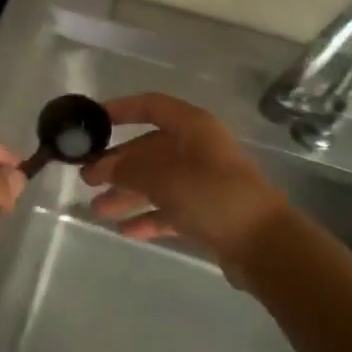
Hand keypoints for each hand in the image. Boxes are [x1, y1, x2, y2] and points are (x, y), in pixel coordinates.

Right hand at [81, 93, 290, 278]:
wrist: (264, 244)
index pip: (152, 107)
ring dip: (128, 193)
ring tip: (97, 209)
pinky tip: (125, 230)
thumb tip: (105, 166)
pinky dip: (148, 217)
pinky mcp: (208, 213)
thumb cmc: (212, 196)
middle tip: (86, 178)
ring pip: (158, 182)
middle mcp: (199, 150)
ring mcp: (205, 182)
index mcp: (193, 128)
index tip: (94, 120)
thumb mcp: (164, 177)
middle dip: (118, 164)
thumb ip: (129, 169)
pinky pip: (170, 209)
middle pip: (150, 149)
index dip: (123, 109)